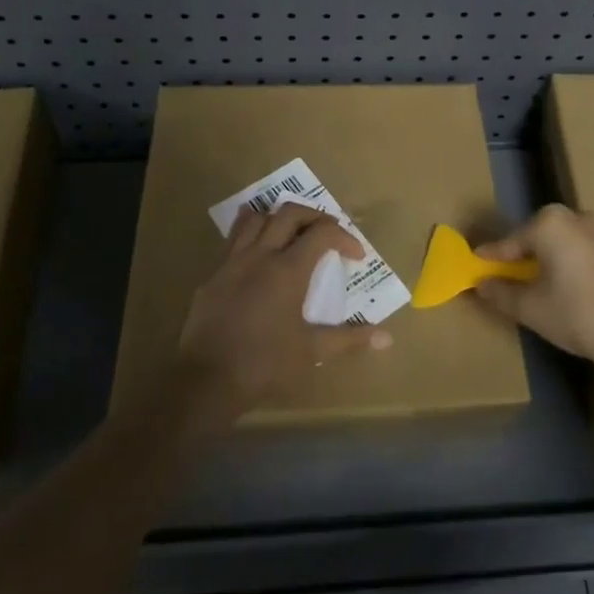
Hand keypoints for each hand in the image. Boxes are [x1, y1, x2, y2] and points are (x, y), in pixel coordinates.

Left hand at [175, 203, 391, 420]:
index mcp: (288, 270)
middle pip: (289, 213)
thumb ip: (349, 338)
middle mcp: (261, 255)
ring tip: (291, 233)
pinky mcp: (213, 275)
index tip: (355, 256)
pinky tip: (258, 257)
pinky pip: (233, 240)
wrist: (206, 380)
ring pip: (255, 218)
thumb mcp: (312, 351)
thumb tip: (387, 337)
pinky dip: (251, 236)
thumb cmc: (265, 364)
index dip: (344, 237)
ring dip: (278, 217)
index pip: (322, 232)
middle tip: (327, 235)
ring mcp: (233, 262)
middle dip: (314, 216)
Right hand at [473, 205, 593, 374]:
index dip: (491, 259)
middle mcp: (576, 216)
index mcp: (550, 223)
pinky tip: (570, 289)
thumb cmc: (580, 316)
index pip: (510, 242)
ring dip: (548, 260)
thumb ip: (501, 293)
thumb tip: (481, 284)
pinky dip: (572, 265)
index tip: (475, 269)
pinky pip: (585, 251)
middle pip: (537, 237)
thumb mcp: (532, 309)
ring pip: (564, 243)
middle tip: (506, 279)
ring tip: (539, 287)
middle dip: (521, 257)